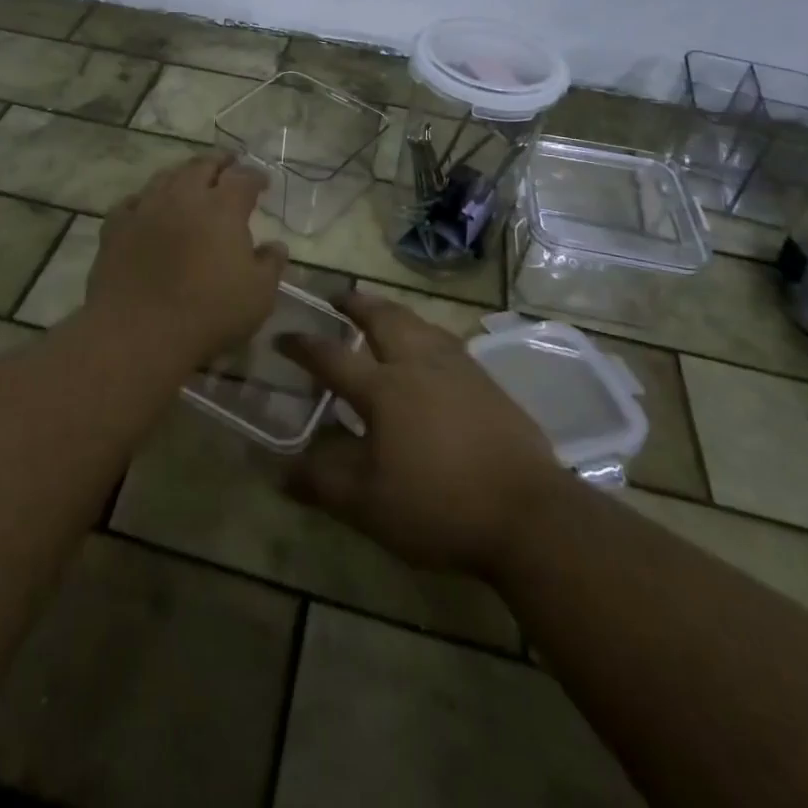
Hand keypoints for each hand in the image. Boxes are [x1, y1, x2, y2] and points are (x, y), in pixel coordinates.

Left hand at [82, 153, 289, 366]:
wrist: (138, 332)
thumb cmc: (208, 313)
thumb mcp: (258, 295)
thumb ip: (270, 264)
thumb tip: (276, 245)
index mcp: (222, 207)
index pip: (243, 178)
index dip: (256, 177)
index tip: (263, 182)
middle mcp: (184, 196)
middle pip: (202, 165)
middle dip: (219, 162)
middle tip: (228, 164)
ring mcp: (146, 208)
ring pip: (165, 177)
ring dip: (183, 174)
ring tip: (190, 179)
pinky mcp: (116, 227)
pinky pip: (132, 202)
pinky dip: (145, 199)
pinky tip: (147, 207)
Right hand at [276, 293, 565, 578]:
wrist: (528, 513)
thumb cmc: (439, 505)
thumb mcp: (368, 505)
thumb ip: (322, 483)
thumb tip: (279, 472)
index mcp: (383, 388)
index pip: (331, 357)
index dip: (303, 345)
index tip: (282, 335)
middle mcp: (417, 364)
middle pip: (381, 318)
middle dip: (355, 303)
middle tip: (338, 296)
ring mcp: (457, 368)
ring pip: (418, 322)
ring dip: (392, 311)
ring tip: (382, 312)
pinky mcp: (486, 381)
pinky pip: (446, 340)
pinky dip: (425, 331)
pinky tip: (430, 347)